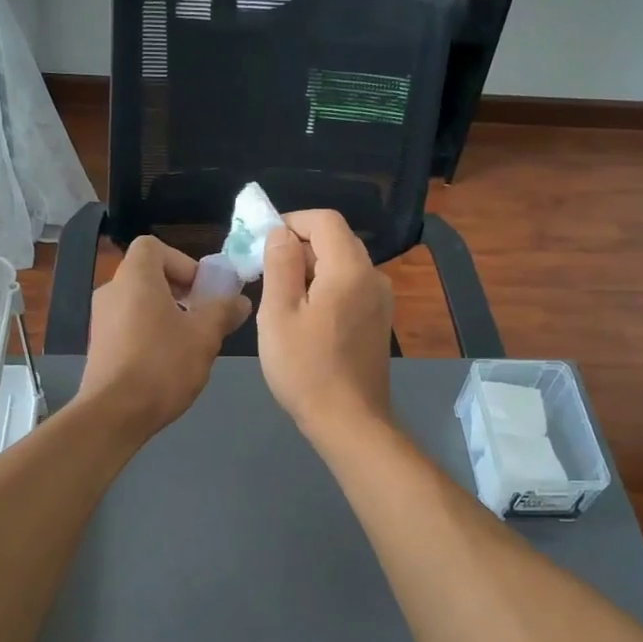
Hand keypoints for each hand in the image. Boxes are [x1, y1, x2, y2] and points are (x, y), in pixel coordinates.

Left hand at [76, 236, 250, 442]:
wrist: (114, 414)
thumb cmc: (162, 365)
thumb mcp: (204, 336)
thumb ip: (223, 312)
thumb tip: (240, 301)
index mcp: (135, 278)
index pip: (152, 246)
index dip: (182, 261)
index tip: (201, 289)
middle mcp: (112, 291)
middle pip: (148, 275)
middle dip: (179, 290)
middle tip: (202, 316)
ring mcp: (100, 319)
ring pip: (139, 303)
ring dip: (166, 314)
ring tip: (189, 342)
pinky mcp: (98, 346)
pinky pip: (128, 325)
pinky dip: (149, 332)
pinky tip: (167, 362)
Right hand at [257, 209, 392, 440]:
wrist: (349, 421)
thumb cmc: (306, 367)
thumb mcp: (279, 313)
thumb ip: (280, 264)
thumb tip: (281, 233)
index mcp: (350, 268)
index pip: (324, 220)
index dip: (291, 221)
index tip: (261, 242)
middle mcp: (373, 277)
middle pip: (335, 240)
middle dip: (298, 246)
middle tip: (263, 269)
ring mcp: (380, 301)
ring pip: (341, 265)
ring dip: (309, 269)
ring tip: (278, 296)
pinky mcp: (377, 322)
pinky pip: (349, 288)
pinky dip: (324, 288)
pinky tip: (303, 317)